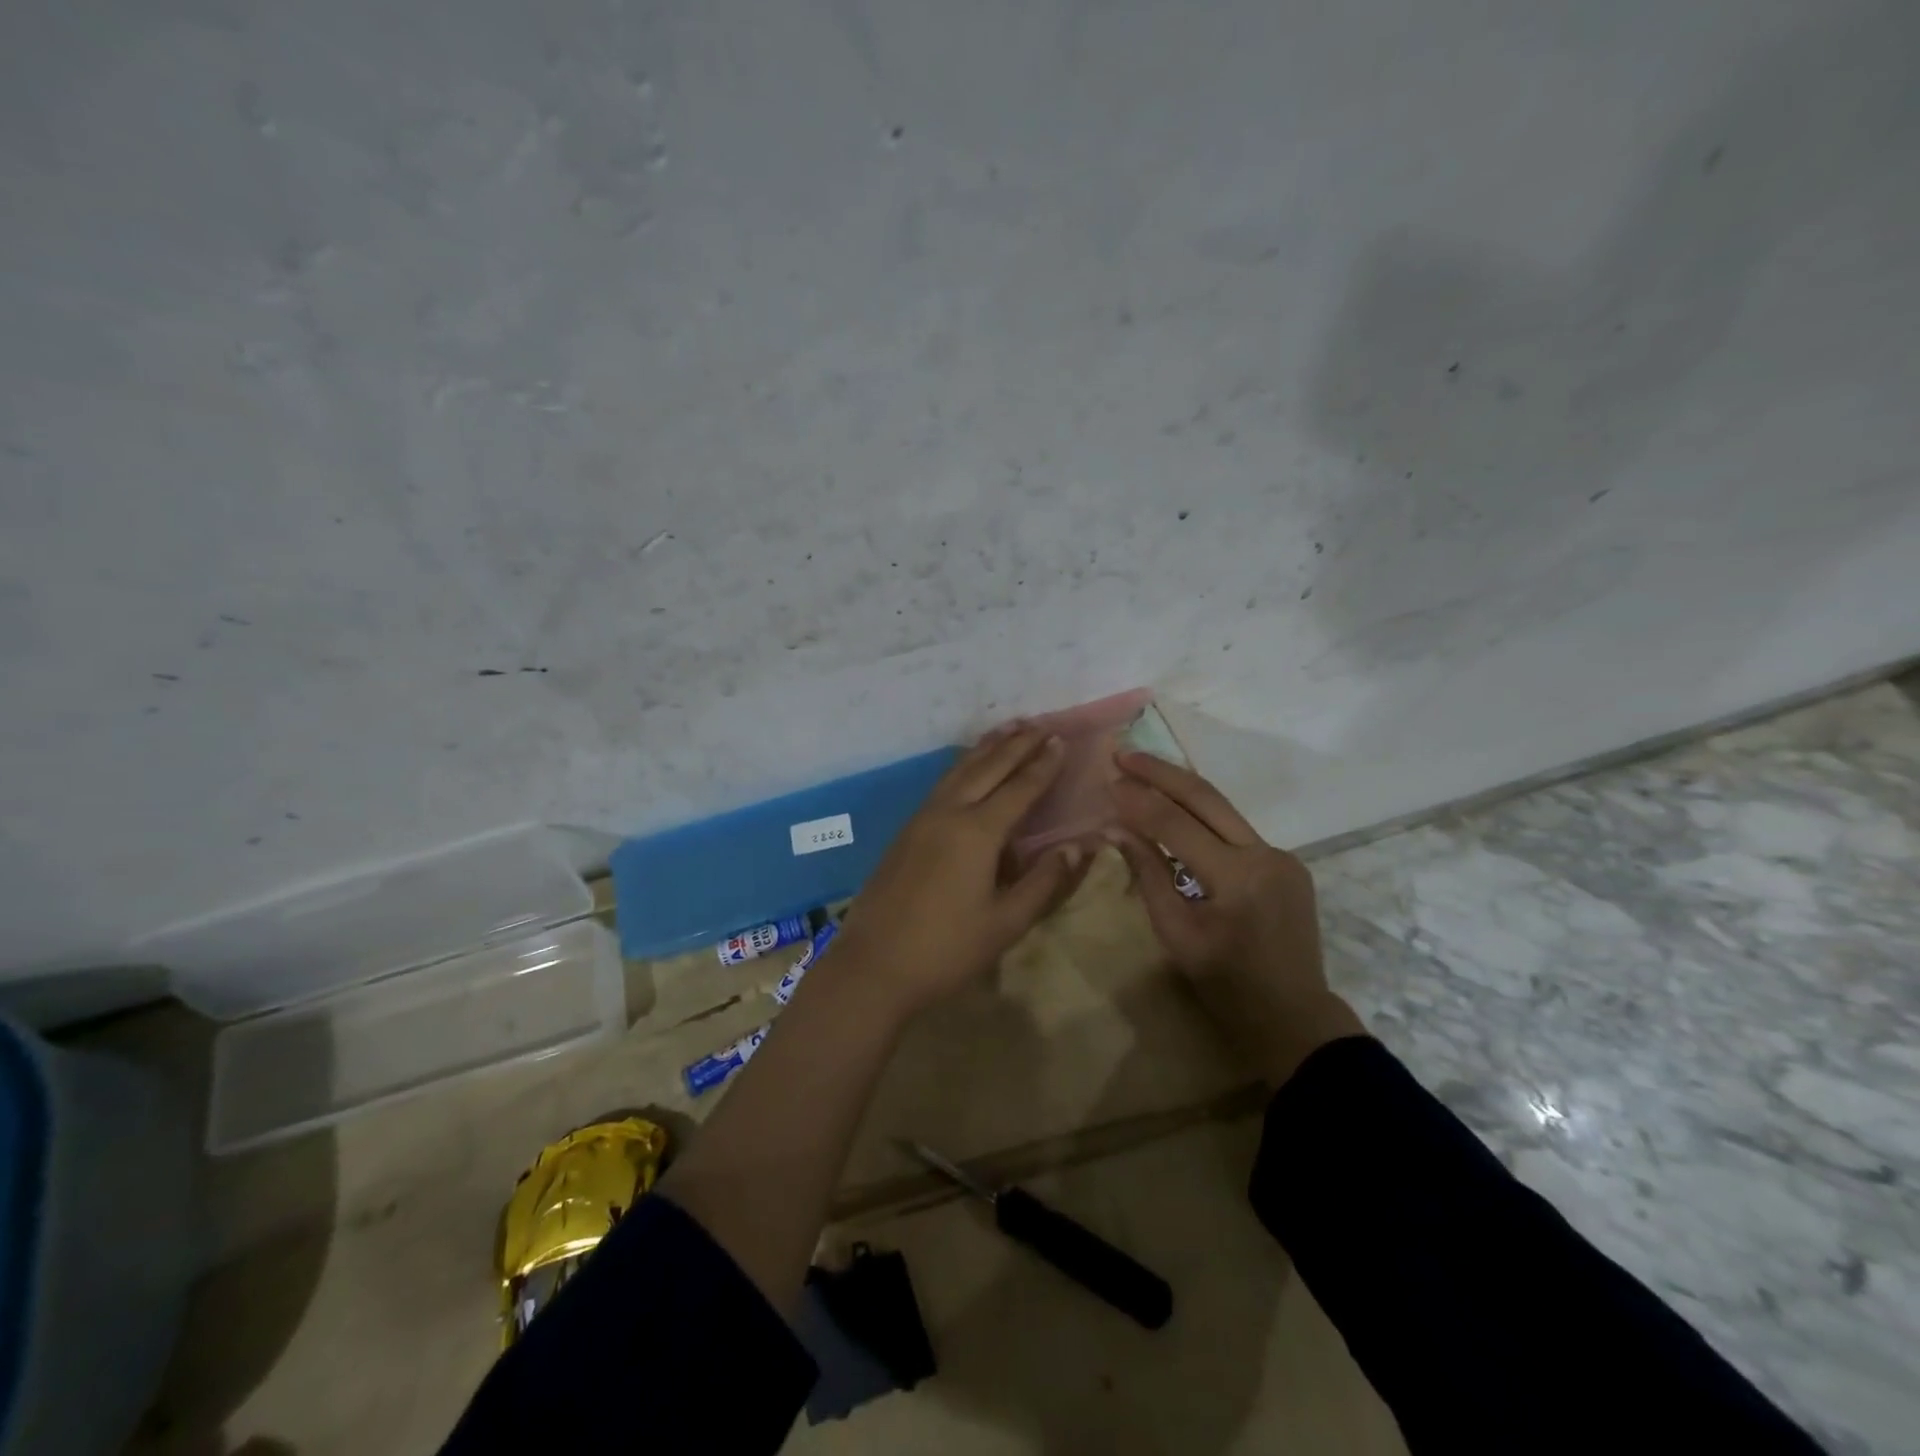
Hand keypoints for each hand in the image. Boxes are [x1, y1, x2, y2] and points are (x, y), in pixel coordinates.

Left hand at [822, 728, 1091, 1018]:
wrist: (873, 965)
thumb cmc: (946, 949)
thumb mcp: (1005, 923)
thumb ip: (1044, 881)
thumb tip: (1079, 847)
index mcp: (977, 832)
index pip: (1019, 788)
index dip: (1043, 765)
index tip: (1061, 740)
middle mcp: (949, 813)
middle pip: (988, 768)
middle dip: (1016, 745)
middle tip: (1040, 724)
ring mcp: (922, 818)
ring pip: (959, 770)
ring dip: (987, 748)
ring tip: (1008, 730)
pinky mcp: (906, 830)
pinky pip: (942, 783)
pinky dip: (963, 766)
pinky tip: (967, 767)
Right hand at [1106, 752, 1365, 1085]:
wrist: (1293, 1016)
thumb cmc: (1225, 985)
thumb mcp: (1176, 935)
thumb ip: (1148, 875)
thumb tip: (1116, 828)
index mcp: (1237, 879)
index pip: (1176, 825)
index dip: (1138, 801)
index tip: (1107, 780)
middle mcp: (1265, 855)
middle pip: (1206, 798)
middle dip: (1161, 772)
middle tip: (1124, 753)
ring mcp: (1282, 856)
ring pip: (1223, 810)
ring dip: (1181, 789)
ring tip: (1142, 771)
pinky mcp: (1287, 862)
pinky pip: (1235, 831)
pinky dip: (1202, 818)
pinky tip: (1175, 811)